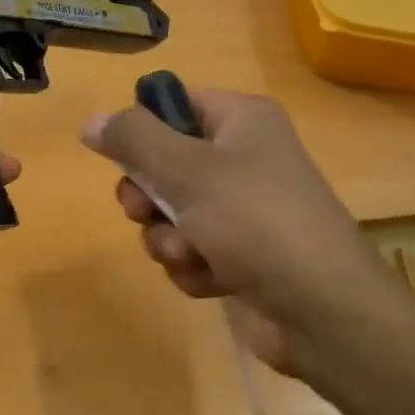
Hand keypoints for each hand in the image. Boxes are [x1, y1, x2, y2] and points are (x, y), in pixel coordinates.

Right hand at [81, 88, 406, 387]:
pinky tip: (212, 280)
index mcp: (242, 121)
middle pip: (163, 164)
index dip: (142, 129)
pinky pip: (192, 250)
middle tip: (146, 213)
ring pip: (172, 214)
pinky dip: (193, 267)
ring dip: (168, 240)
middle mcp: (244, 158)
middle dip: (148, 198)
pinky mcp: (242, 254)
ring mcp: (244, 210)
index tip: (122, 158)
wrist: (323, 311)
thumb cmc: (255, 222)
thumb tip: (91, 121)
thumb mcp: (186, 170)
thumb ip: (133, 140)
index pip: (175, 104)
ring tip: (191, 255)